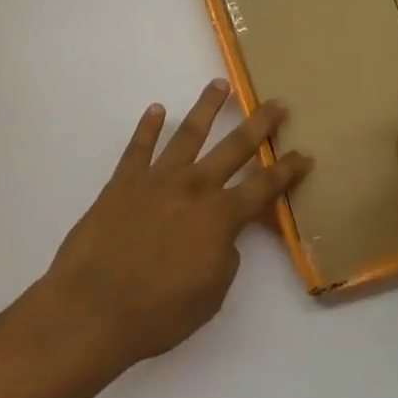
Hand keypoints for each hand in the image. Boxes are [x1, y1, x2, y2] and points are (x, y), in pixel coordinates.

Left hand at [37, 79, 310, 367]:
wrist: (92, 309)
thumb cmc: (157, 313)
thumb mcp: (210, 296)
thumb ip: (225, 258)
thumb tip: (223, 238)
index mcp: (220, 217)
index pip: (264, 187)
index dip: (288, 171)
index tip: (304, 154)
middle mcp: (194, 188)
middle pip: (235, 147)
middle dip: (260, 124)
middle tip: (277, 103)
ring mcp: (157, 180)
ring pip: (188, 133)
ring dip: (207, 107)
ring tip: (220, 84)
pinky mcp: (123, 182)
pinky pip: (138, 147)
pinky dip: (147, 127)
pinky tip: (155, 109)